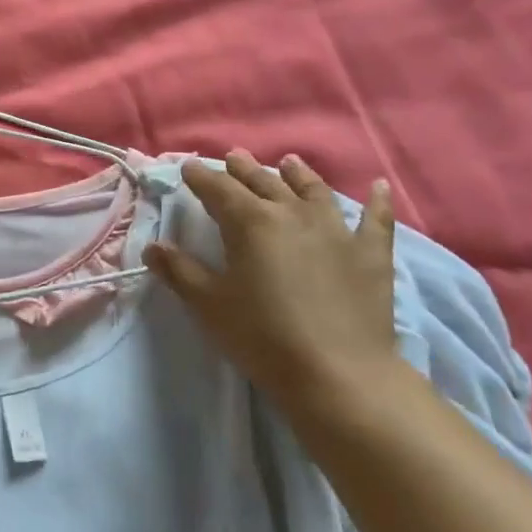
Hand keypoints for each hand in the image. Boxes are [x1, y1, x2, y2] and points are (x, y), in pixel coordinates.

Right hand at [143, 150, 397, 416]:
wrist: (339, 374)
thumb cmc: (263, 337)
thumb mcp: (209, 305)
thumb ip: (179, 270)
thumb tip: (153, 247)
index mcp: (250, 222)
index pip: (218, 189)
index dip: (201, 176)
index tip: (189, 167)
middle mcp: (292, 213)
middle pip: (263, 182)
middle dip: (244, 169)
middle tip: (233, 157)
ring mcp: (336, 230)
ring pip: (312, 191)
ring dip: (297, 174)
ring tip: (288, 162)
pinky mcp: (371, 254)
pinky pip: (376, 219)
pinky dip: (377, 201)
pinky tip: (379, 187)